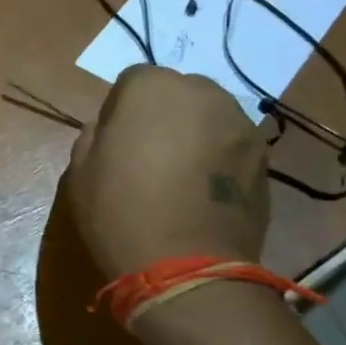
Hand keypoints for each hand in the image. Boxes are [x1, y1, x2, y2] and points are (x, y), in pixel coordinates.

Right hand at [67, 65, 270, 278]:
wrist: (185, 265)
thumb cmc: (119, 211)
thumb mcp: (80, 171)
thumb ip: (94, 135)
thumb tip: (110, 128)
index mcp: (152, 88)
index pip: (132, 80)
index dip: (120, 109)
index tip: (114, 140)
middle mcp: (203, 93)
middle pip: (179, 92)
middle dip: (163, 114)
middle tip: (147, 154)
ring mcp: (241, 124)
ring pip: (209, 117)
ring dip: (194, 134)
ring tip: (179, 175)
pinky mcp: (265, 158)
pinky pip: (231, 145)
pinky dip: (217, 159)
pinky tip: (202, 192)